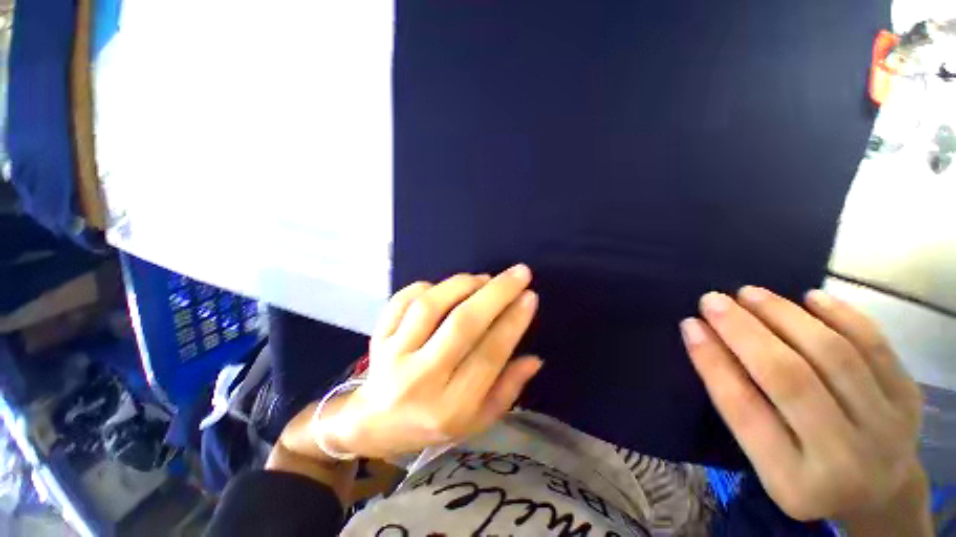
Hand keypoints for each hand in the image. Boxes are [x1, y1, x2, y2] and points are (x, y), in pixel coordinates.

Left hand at [324, 265, 541, 459]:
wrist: (373, 425)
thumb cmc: (431, 425)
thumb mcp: (476, 421)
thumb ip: (507, 390)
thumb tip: (535, 359)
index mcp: (450, 407)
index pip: (489, 355)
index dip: (513, 322)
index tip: (530, 297)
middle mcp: (421, 379)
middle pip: (463, 324)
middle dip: (496, 293)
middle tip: (519, 273)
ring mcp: (393, 355)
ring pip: (431, 306)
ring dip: (462, 285)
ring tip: (483, 278)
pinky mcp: (378, 338)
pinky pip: (402, 300)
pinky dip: (426, 286)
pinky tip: (444, 287)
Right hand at [680, 287, 924, 522]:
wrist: (882, 498)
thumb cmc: (808, 477)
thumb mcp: (765, 460)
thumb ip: (740, 405)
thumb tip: (706, 339)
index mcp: (793, 481)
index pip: (744, 409)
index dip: (712, 361)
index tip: (689, 325)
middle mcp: (843, 458)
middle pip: (790, 379)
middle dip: (744, 331)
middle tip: (713, 300)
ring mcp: (886, 428)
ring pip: (833, 355)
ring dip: (785, 315)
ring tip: (751, 293)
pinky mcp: (909, 399)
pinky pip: (876, 347)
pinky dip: (842, 315)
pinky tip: (811, 297)